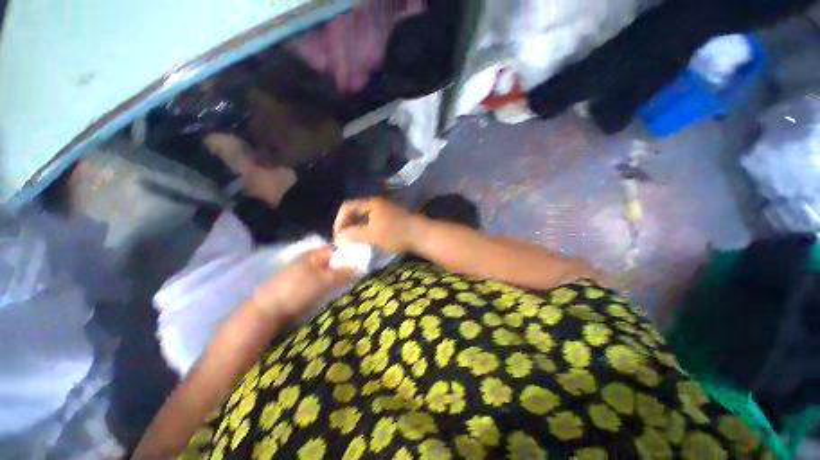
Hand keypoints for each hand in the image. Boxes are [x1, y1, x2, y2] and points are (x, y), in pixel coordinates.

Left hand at [251, 248, 353, 320]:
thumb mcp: (325, 281)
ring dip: (330, 281)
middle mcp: (304, 259)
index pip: (336, 251)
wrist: (265, 312)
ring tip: (337, 292)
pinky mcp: (290, 285)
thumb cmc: (298, 292)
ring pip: (320, 273)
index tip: (356, 270)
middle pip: (328, 263)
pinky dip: (319, 287)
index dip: (347, 259)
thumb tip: (360, 266)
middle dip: (339, 271)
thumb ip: (344, 273)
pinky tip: (321, 297)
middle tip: (349, 283)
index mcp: (312, 254)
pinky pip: (311, 282)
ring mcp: (295, 272)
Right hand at [334, 198, 424, 252]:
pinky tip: (369, 241)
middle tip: (345, 240)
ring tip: (355, 242)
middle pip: (356, 212)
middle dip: (348, 225)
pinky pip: (374, 223)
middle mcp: (377, 204)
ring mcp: (386, 211)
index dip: (339, 221)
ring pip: (365, 218)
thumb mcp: (372, 235)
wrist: (422, 235)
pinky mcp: (392, 219)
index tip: (338, 236)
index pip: (347, 206)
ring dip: (358, 229)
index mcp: (371, 204)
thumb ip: (353, 234)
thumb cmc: (396, 233)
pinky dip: (368, 231)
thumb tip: (338, 237)